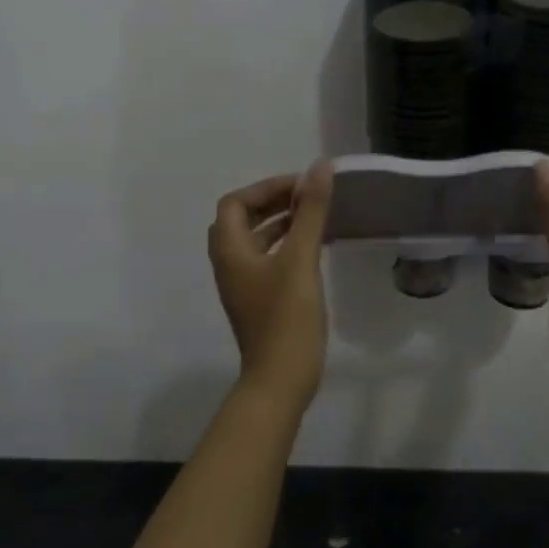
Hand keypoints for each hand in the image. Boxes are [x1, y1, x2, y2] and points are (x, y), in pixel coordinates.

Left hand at [208, 164, 332, 410]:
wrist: (281, 379)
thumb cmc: (286, 317)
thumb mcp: (301, 259)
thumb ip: (310, 212)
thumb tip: (319, 168)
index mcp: (230, 251)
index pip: (235, 203)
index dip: (265, 188)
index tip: (301, 186)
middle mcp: (229, 264)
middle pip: (242, 219)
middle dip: (273, 202)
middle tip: (308, 197)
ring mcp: (242, 284)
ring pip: (255, 240)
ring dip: (280, 222)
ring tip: (314, 216)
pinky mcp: (258, 300)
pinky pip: (266, 259)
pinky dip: (285, 244)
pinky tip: (313, 248)